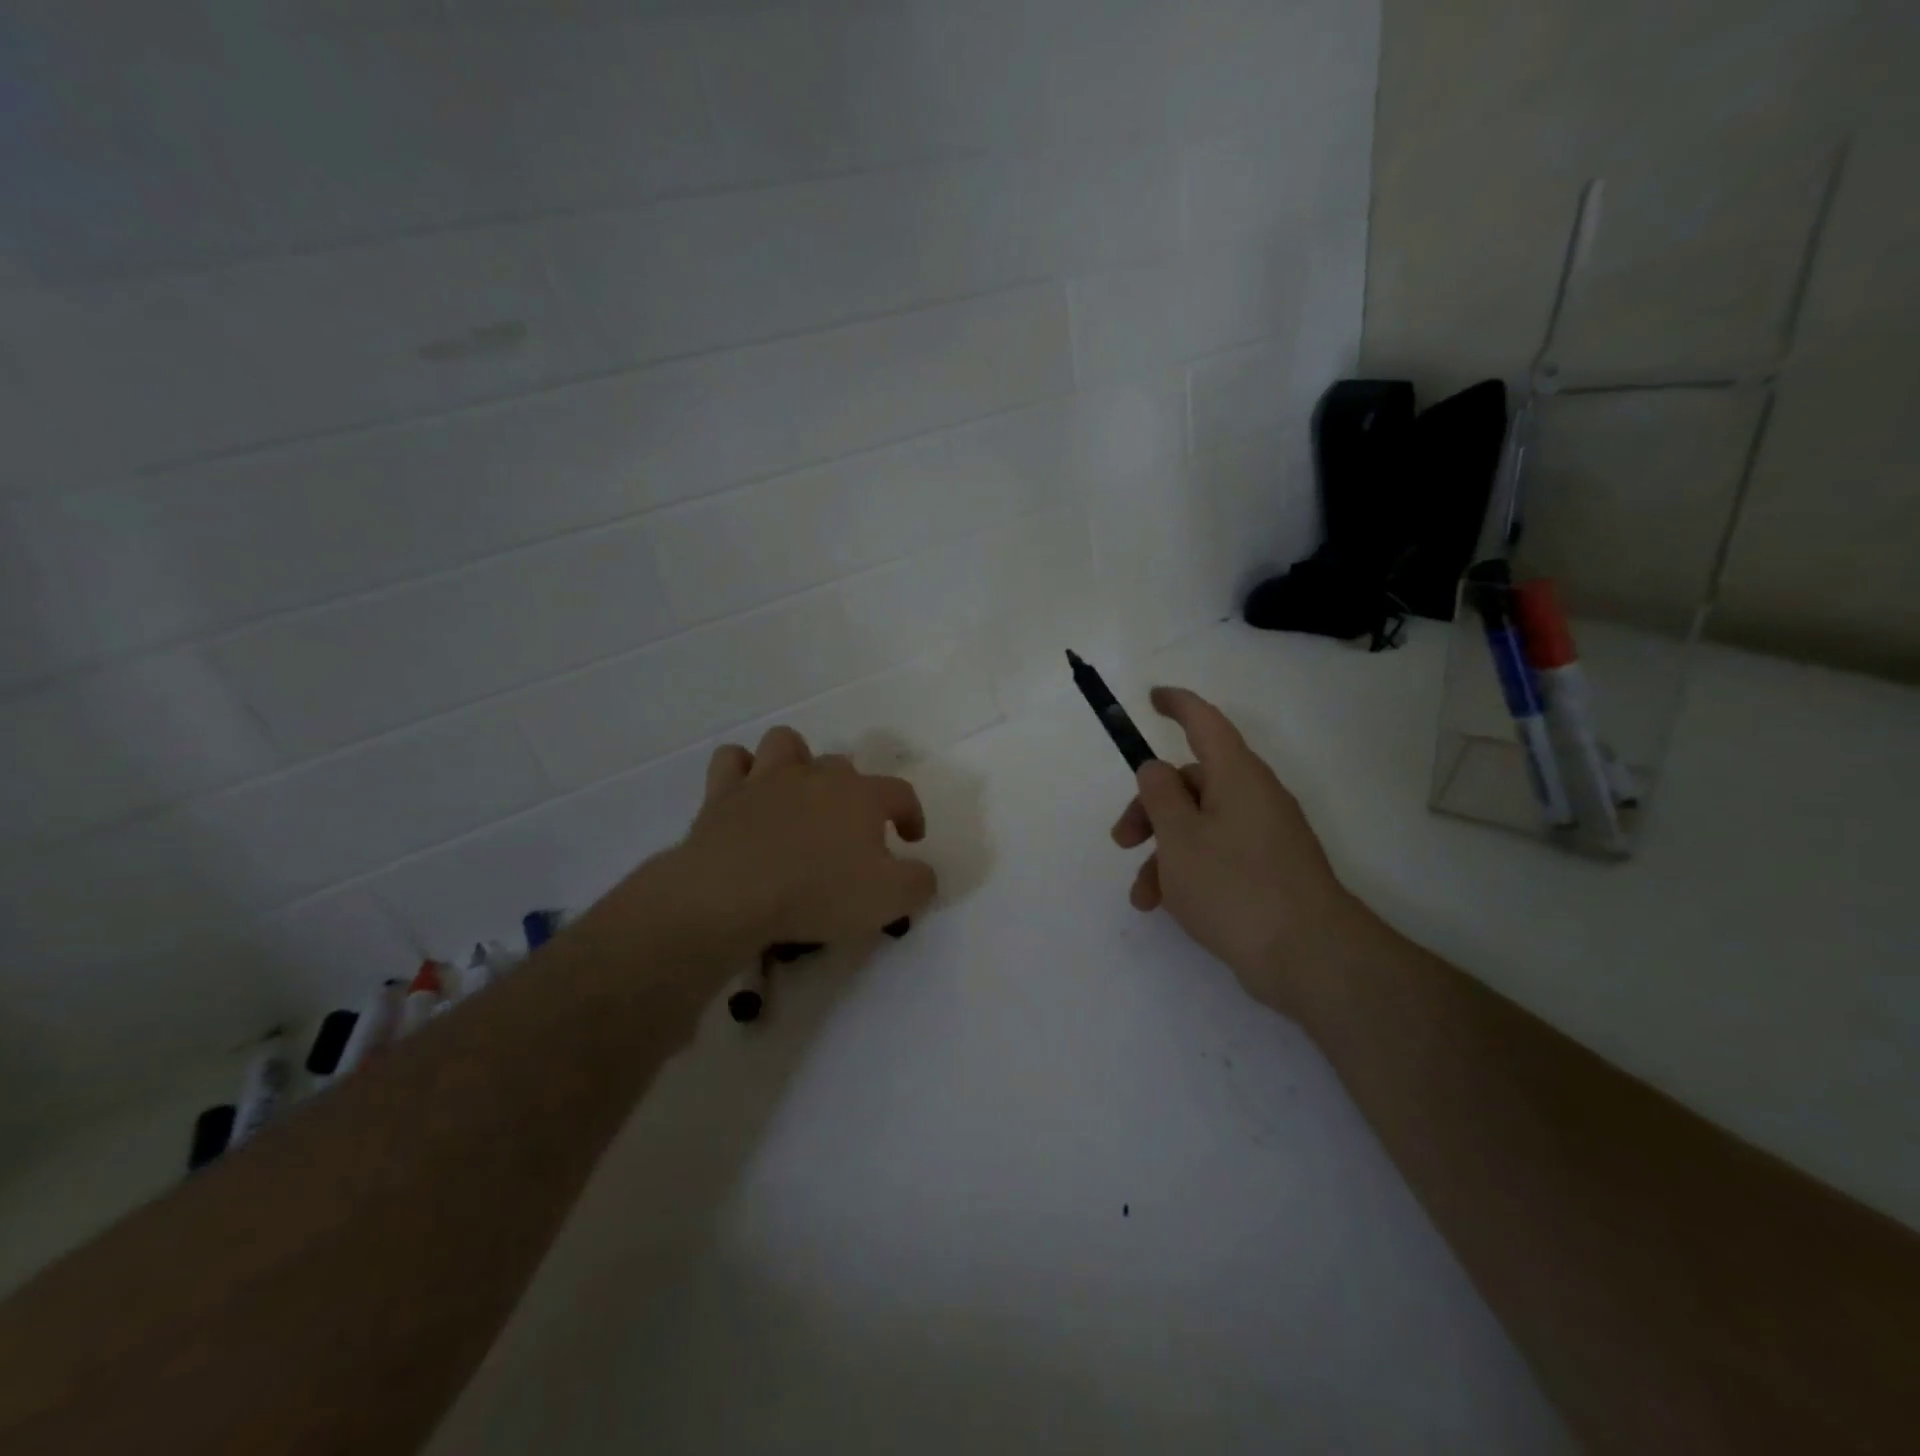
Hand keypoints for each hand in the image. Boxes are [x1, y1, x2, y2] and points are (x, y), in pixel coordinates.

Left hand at [654, 726, 936, 961]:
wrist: (732, 894)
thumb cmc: (817, 894)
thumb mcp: (889, 899)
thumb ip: (918, 882)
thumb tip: (923, 873)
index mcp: (861, 796)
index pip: (900, 793)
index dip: (911, 815)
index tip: (910, 839)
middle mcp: (816, 775)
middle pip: (843, 767)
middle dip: (853, 792)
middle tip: (850, 830)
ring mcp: (767, 778)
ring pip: (786, 744)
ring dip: (797, 761)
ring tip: (799, 792)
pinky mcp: (723, 793)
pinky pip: (732, 760)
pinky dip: (742, 770)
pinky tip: (748, 791)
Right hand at [1110, 688, 1359, 1016]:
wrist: (1310, 957)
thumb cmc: (1235, 886)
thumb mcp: (1180, 837)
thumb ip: (1159, 796)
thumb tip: (1155, 768)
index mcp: (1237, 776)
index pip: (1205, 722)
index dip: (1178, 705)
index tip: (1152, 697)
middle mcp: (1254, 798)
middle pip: (1192, 782)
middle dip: (1150, 808)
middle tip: (1122, 840)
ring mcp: (1264, 836)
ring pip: (1199, 825)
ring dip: (1163, 851)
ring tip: (1143, 896)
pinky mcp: (1267, 870)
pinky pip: (1217, 854)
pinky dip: (1187, 872)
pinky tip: (1168, 907)